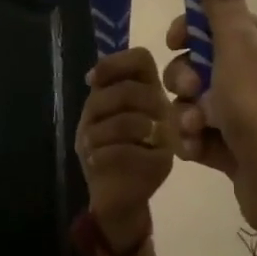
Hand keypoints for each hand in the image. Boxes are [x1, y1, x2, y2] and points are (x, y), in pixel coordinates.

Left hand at [75, 47, 175, 247]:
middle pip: (128, 90)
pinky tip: (96, 161)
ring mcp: (166, 136)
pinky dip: (101, 155)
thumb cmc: (106, 149)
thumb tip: (92, 76)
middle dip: (99, 107)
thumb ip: (101, 92)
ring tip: (90, 146)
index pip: (141, 59)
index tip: (92, 82)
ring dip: (96, 134)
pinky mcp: (161, 163)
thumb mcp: (98, 115)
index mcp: (148, 90)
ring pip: (126, 122)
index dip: (114, 64)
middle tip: (90, 124)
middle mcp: (163, 107)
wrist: (115, 196)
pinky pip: (124, 151)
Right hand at [163, 0, 256, 245]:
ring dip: (185, 113)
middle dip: (184, 79)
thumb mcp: (238, 45)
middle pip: (197, 63)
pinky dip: (192, 139)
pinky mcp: (233, 146)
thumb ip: (221, 3)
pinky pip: (197, 132)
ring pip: (192, 101)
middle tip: (190, 92)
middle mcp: (255, 73)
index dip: (189, 31)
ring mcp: (244, 112)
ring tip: (196, 128)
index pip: (215, 22)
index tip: (175, 41)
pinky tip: (196, 150)